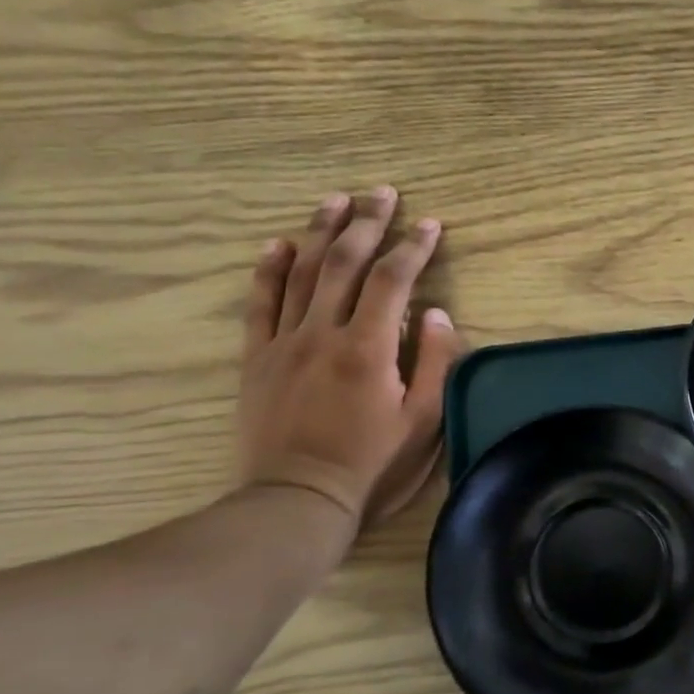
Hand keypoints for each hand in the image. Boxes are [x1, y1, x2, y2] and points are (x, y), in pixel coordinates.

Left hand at [239, 187, 460, 525]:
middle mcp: (323, 333)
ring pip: (301, 273)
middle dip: (366, 223)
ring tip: (336, 199)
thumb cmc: (372, 464)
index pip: (392, 281)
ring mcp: (284, 343)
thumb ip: (434, 363)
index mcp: (369, 348)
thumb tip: (435, 313)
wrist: (297, 500)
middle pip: (344, 263)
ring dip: (320, 232)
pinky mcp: (258, 359)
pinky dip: (269, 270)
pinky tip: (279, 244)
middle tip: (382, 193)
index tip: (430, 224)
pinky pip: (260, 304)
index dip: (413, 248)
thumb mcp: (423, 422)